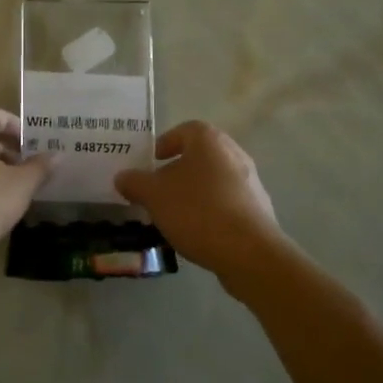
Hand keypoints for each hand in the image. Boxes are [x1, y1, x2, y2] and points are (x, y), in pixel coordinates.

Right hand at [114, 121, 285, 276]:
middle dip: (177, 172)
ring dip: (194, 193)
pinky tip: (198, 233)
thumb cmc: (197, 210)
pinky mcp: (259, 209)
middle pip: (200, 156)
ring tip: (175, 216)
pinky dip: (211, 211)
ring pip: (214, 180)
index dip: (165, 143)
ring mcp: (251, 181)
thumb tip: (122, 177)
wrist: (248, 251)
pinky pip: (228, 203)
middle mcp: (234, 153)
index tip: (151, 163)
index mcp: (209, 140)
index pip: (184, 130)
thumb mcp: (154, 195)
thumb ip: (135, 182)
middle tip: (158, 191)